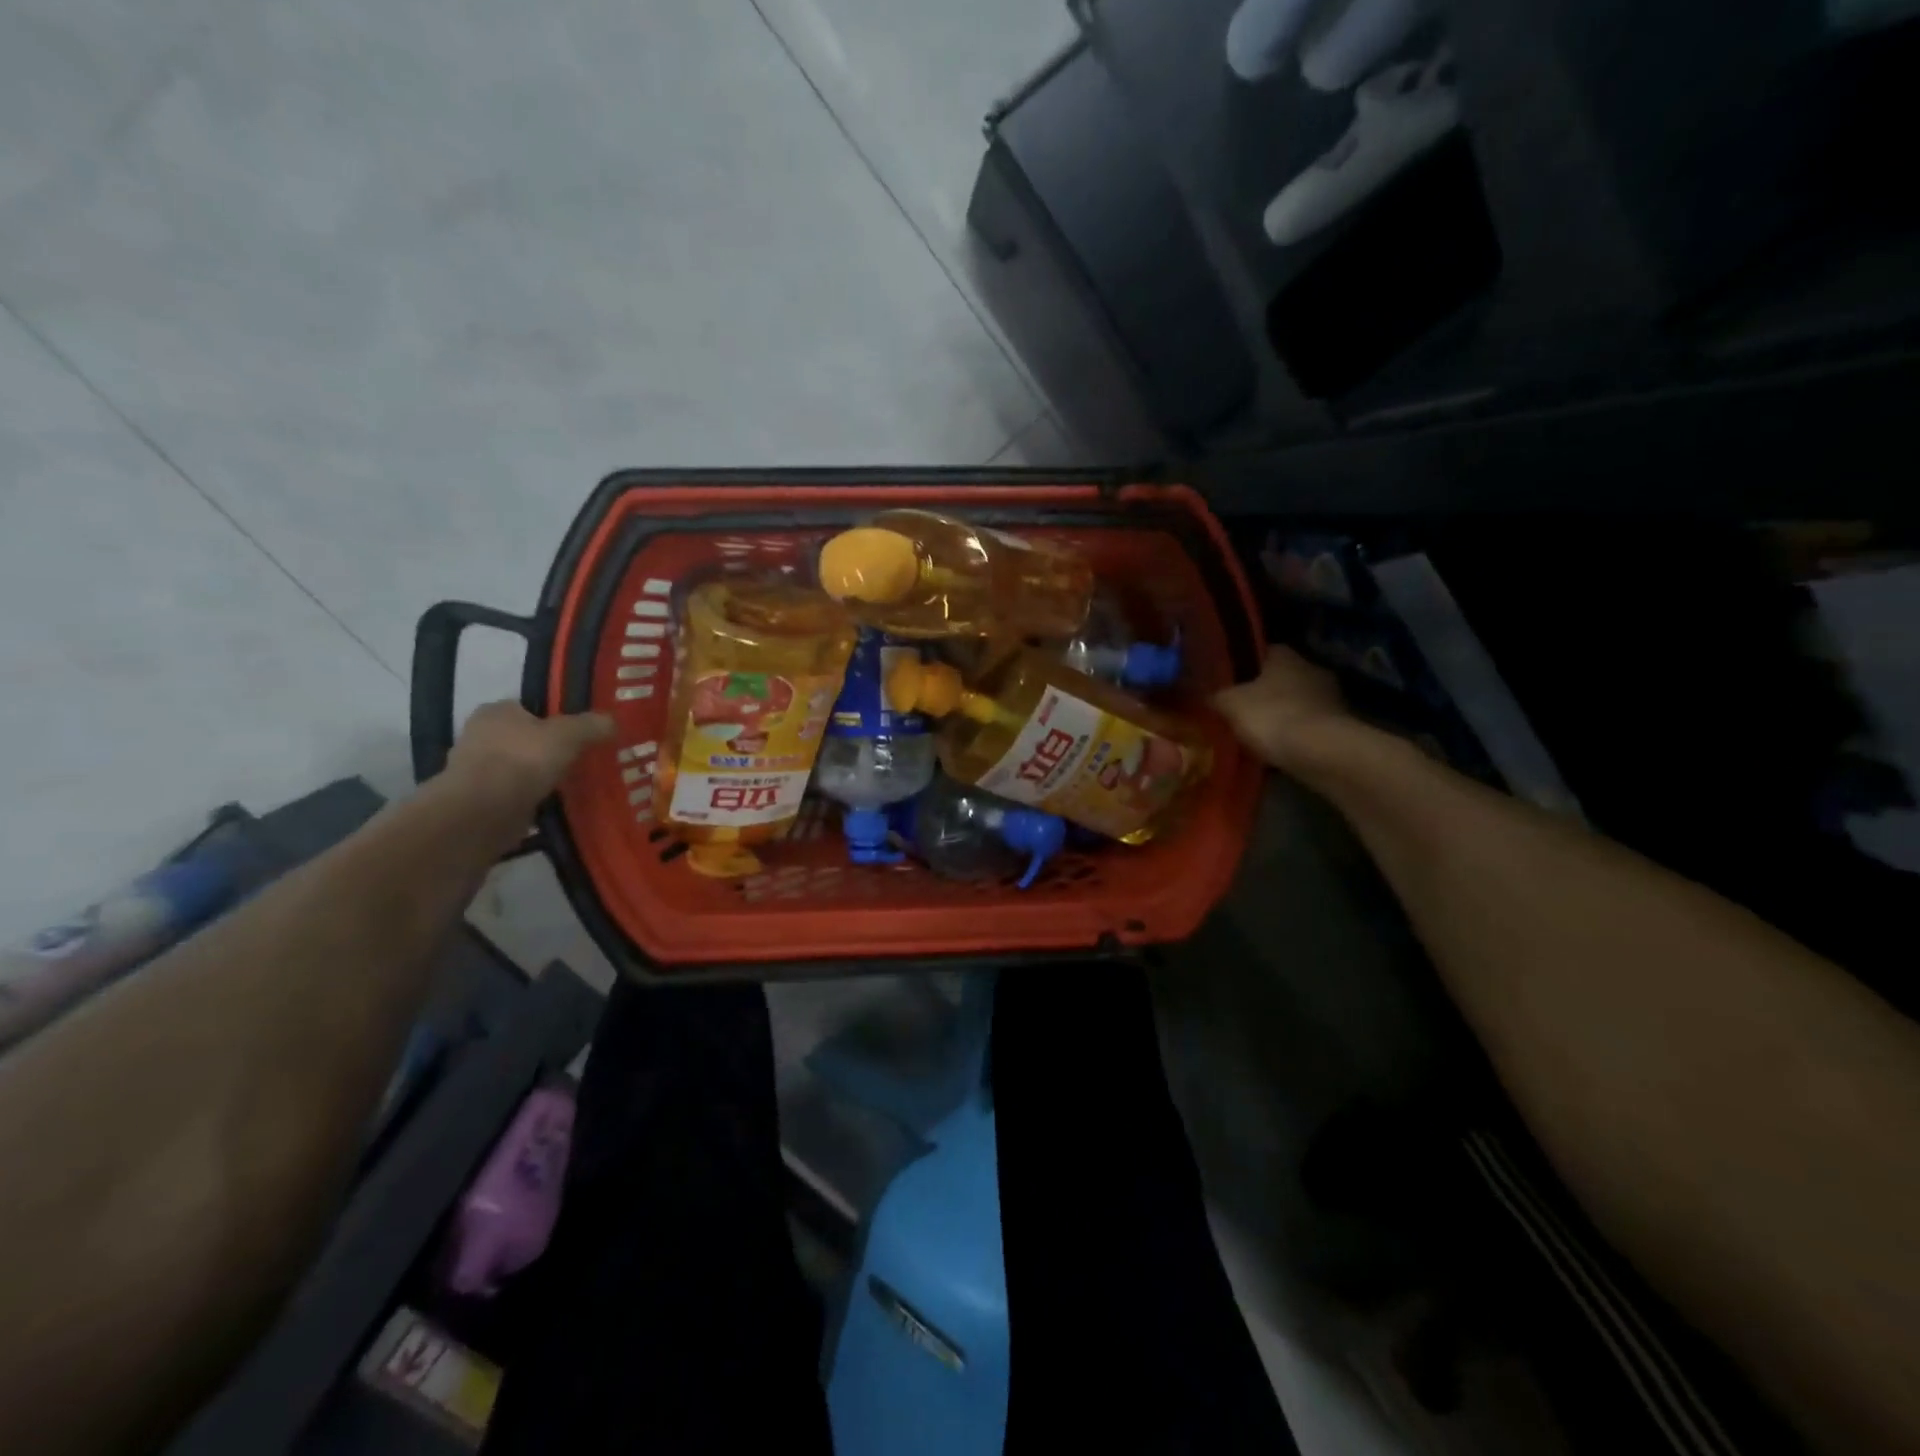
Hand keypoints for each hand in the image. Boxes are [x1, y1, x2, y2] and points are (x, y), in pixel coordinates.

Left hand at [446, 702, 613, 815]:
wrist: (483, 812)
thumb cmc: (523, 760)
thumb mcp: (570, 735)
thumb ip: (592, 725)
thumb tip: (612, 720)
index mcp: (496, 710)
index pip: (530, 707)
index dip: (556, 718)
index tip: (579, 734)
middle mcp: (480, 734)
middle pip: (525, 737)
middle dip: (548, 749)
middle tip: (580, 759)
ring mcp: (475, 768)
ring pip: (519, 766)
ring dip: (540, 775)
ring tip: (571, 784)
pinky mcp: (478, 799)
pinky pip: (514, 792)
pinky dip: (531, 797)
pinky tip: (553, 803)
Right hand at [1213, 647, 1353, 769]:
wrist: (1322, 752)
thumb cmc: (1272, 717)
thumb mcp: (1229, 704)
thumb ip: (1215, 696)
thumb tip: (1203, 693)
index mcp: (1285, 655)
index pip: (1262, 652)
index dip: (1243, 666)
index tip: (1228, 682)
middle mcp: (1312, 668)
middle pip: (1281, 677)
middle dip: (1263, 692)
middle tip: (1240, 710)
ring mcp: (1331, 697)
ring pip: (1297, 702)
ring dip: (1282, 714)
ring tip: (1257, 733)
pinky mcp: (1341, 725)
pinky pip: (1309, 726)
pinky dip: (1296, 735)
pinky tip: (1279, 749)